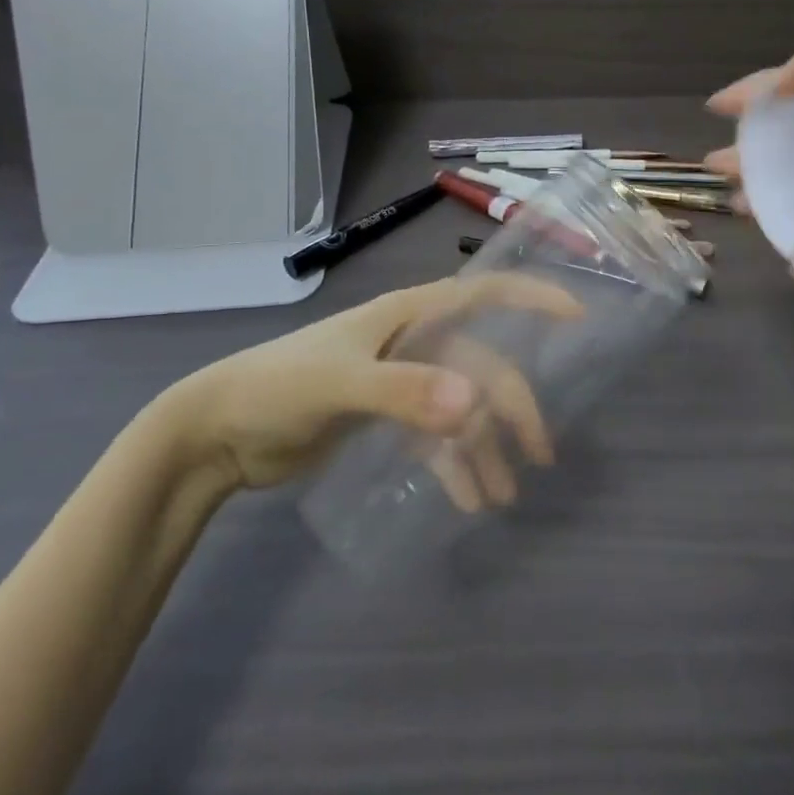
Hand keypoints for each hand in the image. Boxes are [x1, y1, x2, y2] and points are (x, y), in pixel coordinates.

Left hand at [160, 277, 579, 500]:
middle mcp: (412, 342)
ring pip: (462, 407)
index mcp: (407, 315)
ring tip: (503, 495)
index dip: (530, 299)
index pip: (481, 294)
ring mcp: (401, 380)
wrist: (217, 433)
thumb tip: (475, 405)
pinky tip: (466, 501)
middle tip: (539, 455)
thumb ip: (404, 392)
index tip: (576, 316)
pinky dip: (454, 465)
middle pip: (481, 365)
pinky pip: (436, 438)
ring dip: (486, 447)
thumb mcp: (338, 385)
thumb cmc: (276, 389)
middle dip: (513, 406)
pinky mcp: (386, 417)